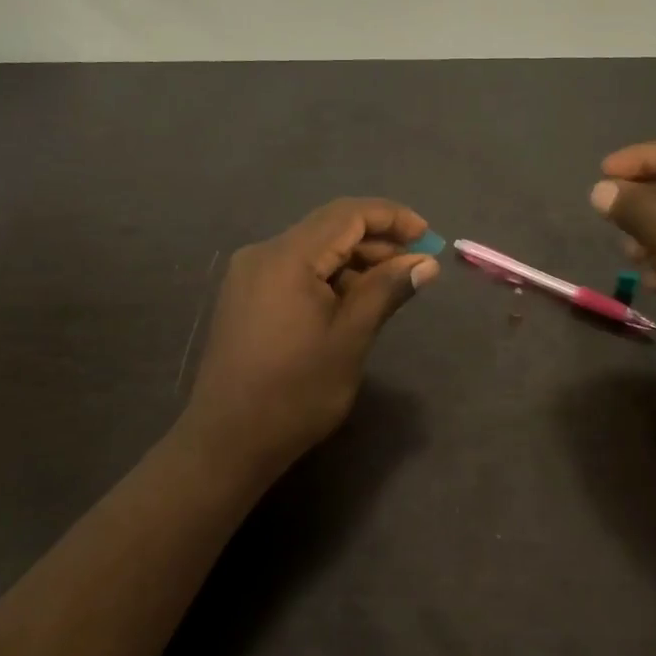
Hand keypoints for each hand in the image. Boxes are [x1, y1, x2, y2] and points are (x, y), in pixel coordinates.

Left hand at [178, 198, 439, 482]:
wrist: (227, 441)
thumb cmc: (296, 392)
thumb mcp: (350, 339)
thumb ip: (386, 290)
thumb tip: (426, 262)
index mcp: (287, 257)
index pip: (347, 214)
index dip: (392, 218)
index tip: (428, 237)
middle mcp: (263, 254)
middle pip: (328, 228)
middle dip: (376, 240)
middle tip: (416, 265)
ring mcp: (249, 276)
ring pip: (312, 249)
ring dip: (354, 260)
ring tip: (392, 284)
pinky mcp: (246, 297)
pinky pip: (295, 270)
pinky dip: (329, 277)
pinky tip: (353, 300)